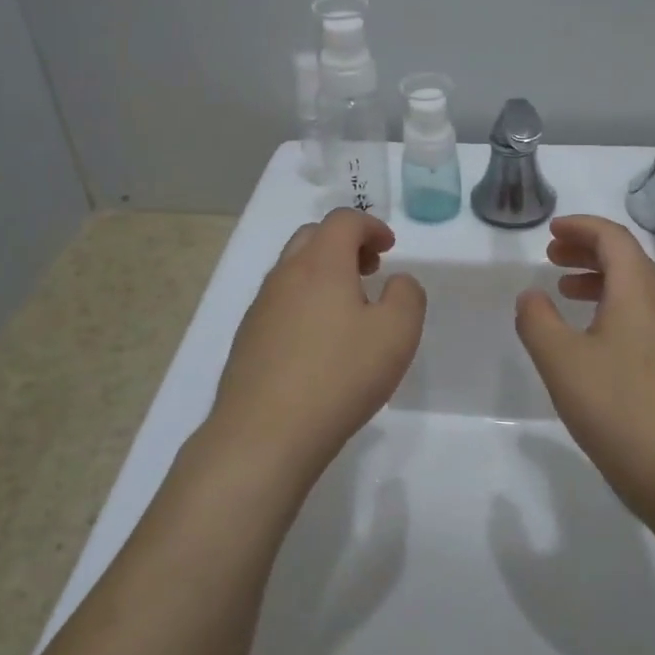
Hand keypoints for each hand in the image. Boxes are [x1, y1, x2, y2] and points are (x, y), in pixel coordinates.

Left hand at [205, 209, 425, 486]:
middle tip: (369, 270)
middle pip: (312, 237)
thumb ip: (406, 296)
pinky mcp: (248, 339)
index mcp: (321, 264)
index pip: (343, 220)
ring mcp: (260, 308)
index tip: (389, 248)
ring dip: (323, 274)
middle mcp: (285, 276)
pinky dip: (304, 303)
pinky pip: (280, 303)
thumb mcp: (397, 334)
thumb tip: (396, 282)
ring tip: (348, 309)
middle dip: (344, 244)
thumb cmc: (339, 376)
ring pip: (292, 270)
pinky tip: (319, 343)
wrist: (264, 434)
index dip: (371, 225)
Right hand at [515, 216, 654, 517]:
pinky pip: (645, 314)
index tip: (552, 231)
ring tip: (565, 292)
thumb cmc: (617, 408)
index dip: (581, 228)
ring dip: (600, 279)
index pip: (613, 238)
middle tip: (552, 258)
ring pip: (637, 288)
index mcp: (639, 290)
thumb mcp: (561, 361)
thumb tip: (532, 296)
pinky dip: (614, 306)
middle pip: (628, 258)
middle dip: (588, 251)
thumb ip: (537, 321)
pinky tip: (593, 335)